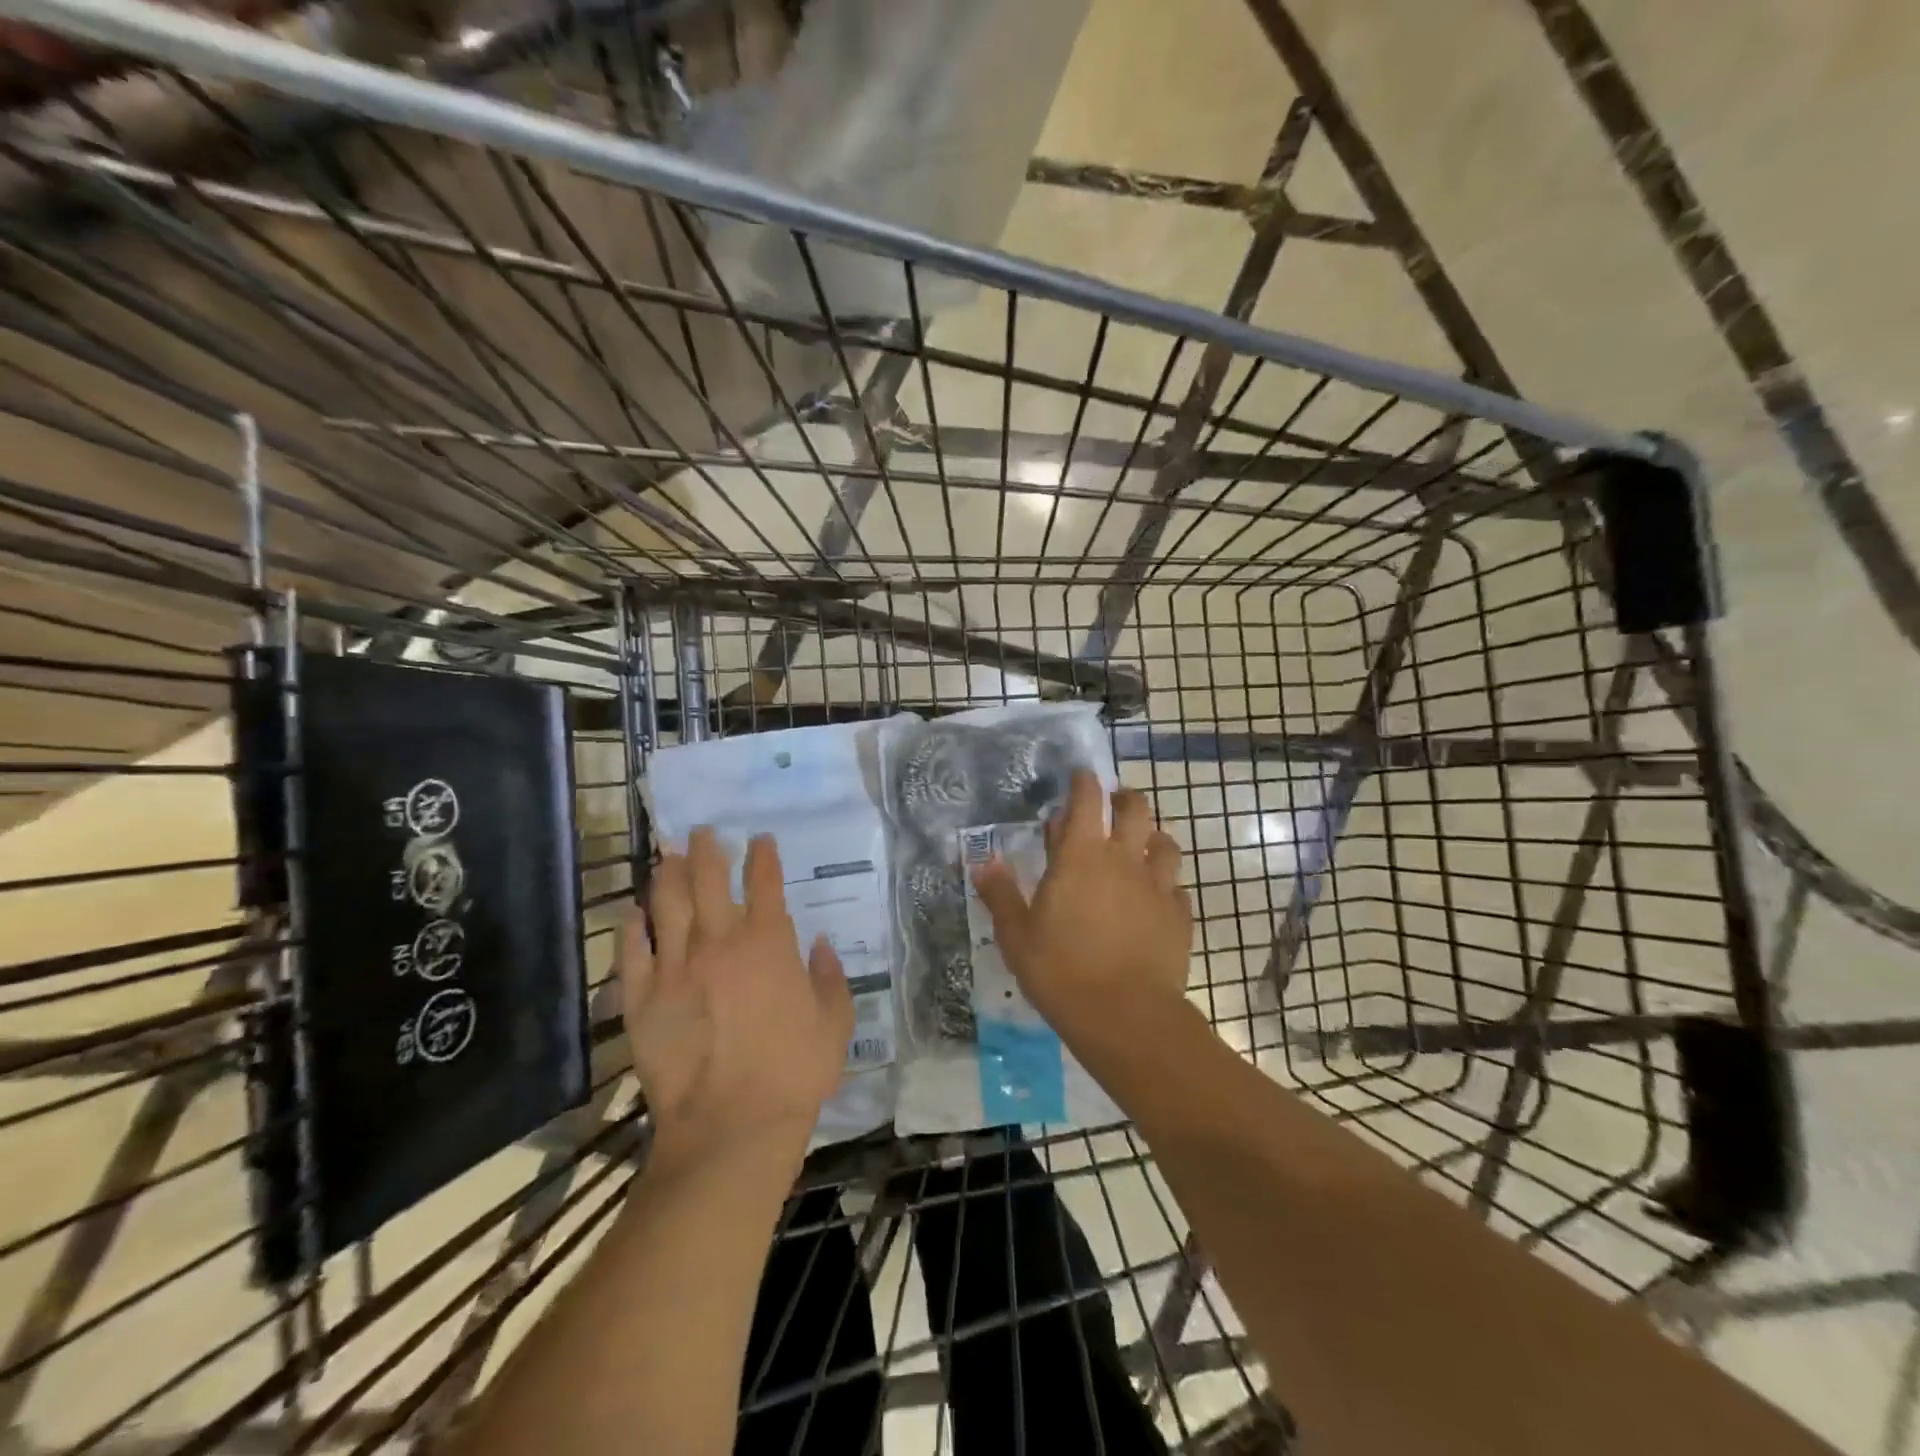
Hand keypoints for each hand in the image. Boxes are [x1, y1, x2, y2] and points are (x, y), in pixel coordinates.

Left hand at [622, 827, 852, 1167]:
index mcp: (768, 942)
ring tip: (668, 853)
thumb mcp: (835, 1022)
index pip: (765, 881)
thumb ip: (830, 976)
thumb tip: (820, 945)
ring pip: (667, 903)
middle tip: (703, 830)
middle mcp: (719, 941)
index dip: (763, 855)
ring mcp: (675, 966)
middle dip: (707, 848)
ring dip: (668, 872)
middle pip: (709, 878)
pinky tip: (634, 910)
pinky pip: (632, 950)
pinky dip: (632, 925)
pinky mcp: (642, 997)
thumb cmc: (794, 1071)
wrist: (731, 1126)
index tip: (760, 839)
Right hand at [970, 770, 1191, 1042]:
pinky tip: (1155, 900)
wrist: (1127, 1016)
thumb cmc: (1062, 971)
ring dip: (1151, 837)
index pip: (1088, 800)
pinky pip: (1176, 887)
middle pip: (1136, 809)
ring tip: (1139, 848)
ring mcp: (1158, 886)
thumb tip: (983, 861)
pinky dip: (1165, 885)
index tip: (1080, 777)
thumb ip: (1000, 894)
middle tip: (1113, 806)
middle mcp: (1124, 859)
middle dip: (1125, 799)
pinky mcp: (1179, 916)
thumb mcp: (1017, 936)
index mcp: (1081, 856)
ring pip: (1165, 842)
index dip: (1085, 782)